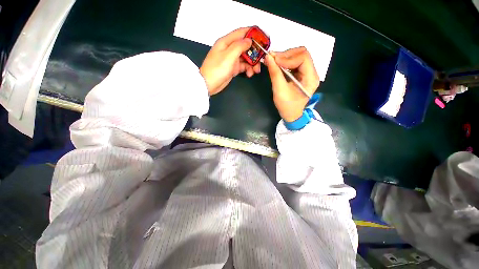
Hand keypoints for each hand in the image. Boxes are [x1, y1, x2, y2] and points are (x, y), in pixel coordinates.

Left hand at [200, 27, 260, 94]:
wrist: (209, 84)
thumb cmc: (216, 70)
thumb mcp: (229, 55)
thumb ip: (240, 46)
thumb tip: (249, 40)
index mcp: (226, 42)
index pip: (241, 33)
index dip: (252, 34)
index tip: (262, 37)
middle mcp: (229, 49)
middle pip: (245, 47)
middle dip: (254, 53)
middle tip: (261, 59)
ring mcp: (231, 59)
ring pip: (245, 58)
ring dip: (252, 63)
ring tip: (255, 70)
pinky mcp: (232, 68)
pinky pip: (243, 66)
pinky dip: (247, 69)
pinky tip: (249, 73)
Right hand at [264, 47, 319, 121]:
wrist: (291, 115)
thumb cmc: (287, 106)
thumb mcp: (279, 90)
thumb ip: (275, 73)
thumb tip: (268, 57)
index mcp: (311, 78)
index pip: (303, 58)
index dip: (288, 57)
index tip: (274, 60)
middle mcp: (312, 73)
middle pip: (302, 54)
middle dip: (286, 55)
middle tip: (272, 59)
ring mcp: (307, 73)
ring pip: (298, 56)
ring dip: (284, 57)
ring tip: (273, 61)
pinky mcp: (301, 74)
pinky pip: (294, 62)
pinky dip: (284, 61)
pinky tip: (277, 65)